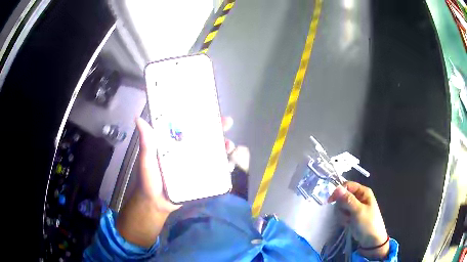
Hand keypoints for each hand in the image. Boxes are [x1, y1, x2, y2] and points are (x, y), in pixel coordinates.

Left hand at [117, 116, 247, 247]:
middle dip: (217, 129)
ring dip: (223, 147)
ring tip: (229, 146)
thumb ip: (146, 143)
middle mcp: (186, 151)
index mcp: (174, 144)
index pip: (189, 126)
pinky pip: (215, 169)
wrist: (156, 204)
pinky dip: (224, 166)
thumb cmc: (148, 180)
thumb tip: (138, 119)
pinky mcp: (200, 177)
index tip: (211, 110)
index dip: (200, 118)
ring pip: (213, 152)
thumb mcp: (146, 160)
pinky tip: (230, 164)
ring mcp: (195, 164)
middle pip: (205, 137)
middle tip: (227, 123)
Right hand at [328, 181, 388, 258]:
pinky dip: (343, 219)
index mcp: (363, 192)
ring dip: (342, 214)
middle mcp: (359, 197)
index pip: (347, 185)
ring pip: (341, 206)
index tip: (330, 201)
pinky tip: (348, 223)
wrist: (371, 240)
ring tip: (349, 220)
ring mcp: (355, 207)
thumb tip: (337, 188)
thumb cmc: (368, 223)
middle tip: (347, 214)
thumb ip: (348, 200)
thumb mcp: (358, 211)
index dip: (338, 192)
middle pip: (342, 196)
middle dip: (342, 207)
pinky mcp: (351, 215)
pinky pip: (342, 214)